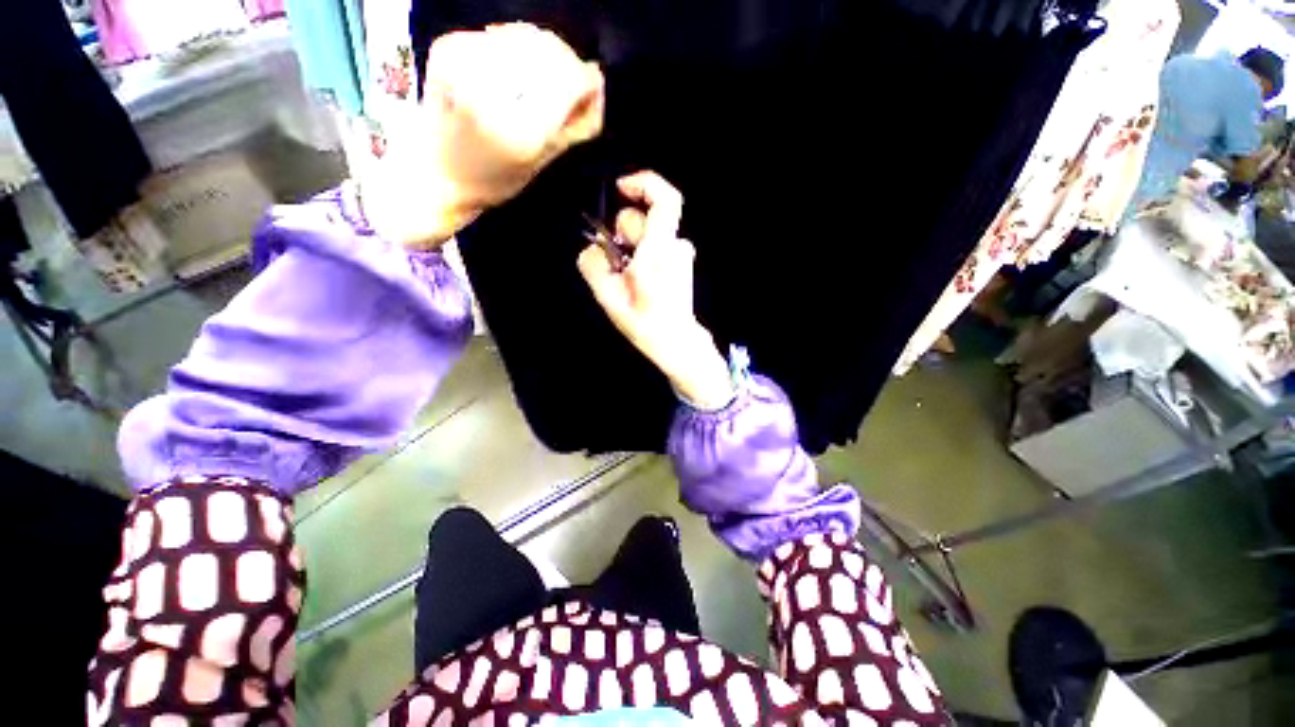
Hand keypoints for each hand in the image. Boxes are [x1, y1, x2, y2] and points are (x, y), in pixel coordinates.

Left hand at [361, 23, 604, 248]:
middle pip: (549, 52)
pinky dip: (517, 48)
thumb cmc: (494, 180)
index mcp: (517, 132)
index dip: (587, 81)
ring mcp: (463, 62)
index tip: (592, 89)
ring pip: (526, 36)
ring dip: (544, 54)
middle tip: (569, 86)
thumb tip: (596, 80)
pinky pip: (501, 35)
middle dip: (567, 65)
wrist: (435, 170)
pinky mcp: (448, 45)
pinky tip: (514, 72)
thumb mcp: (543, 163)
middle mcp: (490, 91)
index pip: (568, 80)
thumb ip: (576, 124)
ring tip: (541, 80)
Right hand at [578, 171, 734, 409]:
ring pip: (649, 234)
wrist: (676, 341)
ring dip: (632, 248)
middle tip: (616, 263)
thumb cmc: (645, 323)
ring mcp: (681, 254)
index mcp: (659, 251)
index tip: (620, 188)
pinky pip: (655, 246)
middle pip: (645, 218)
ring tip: (628, 278)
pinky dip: (642, 255)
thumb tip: (593, 249)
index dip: (643, 183)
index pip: (665, 199)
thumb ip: (594, 266)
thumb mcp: (609, 298)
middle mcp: (675, 246)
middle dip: (623, 233)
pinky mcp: (681, 262)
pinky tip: (640, 280)